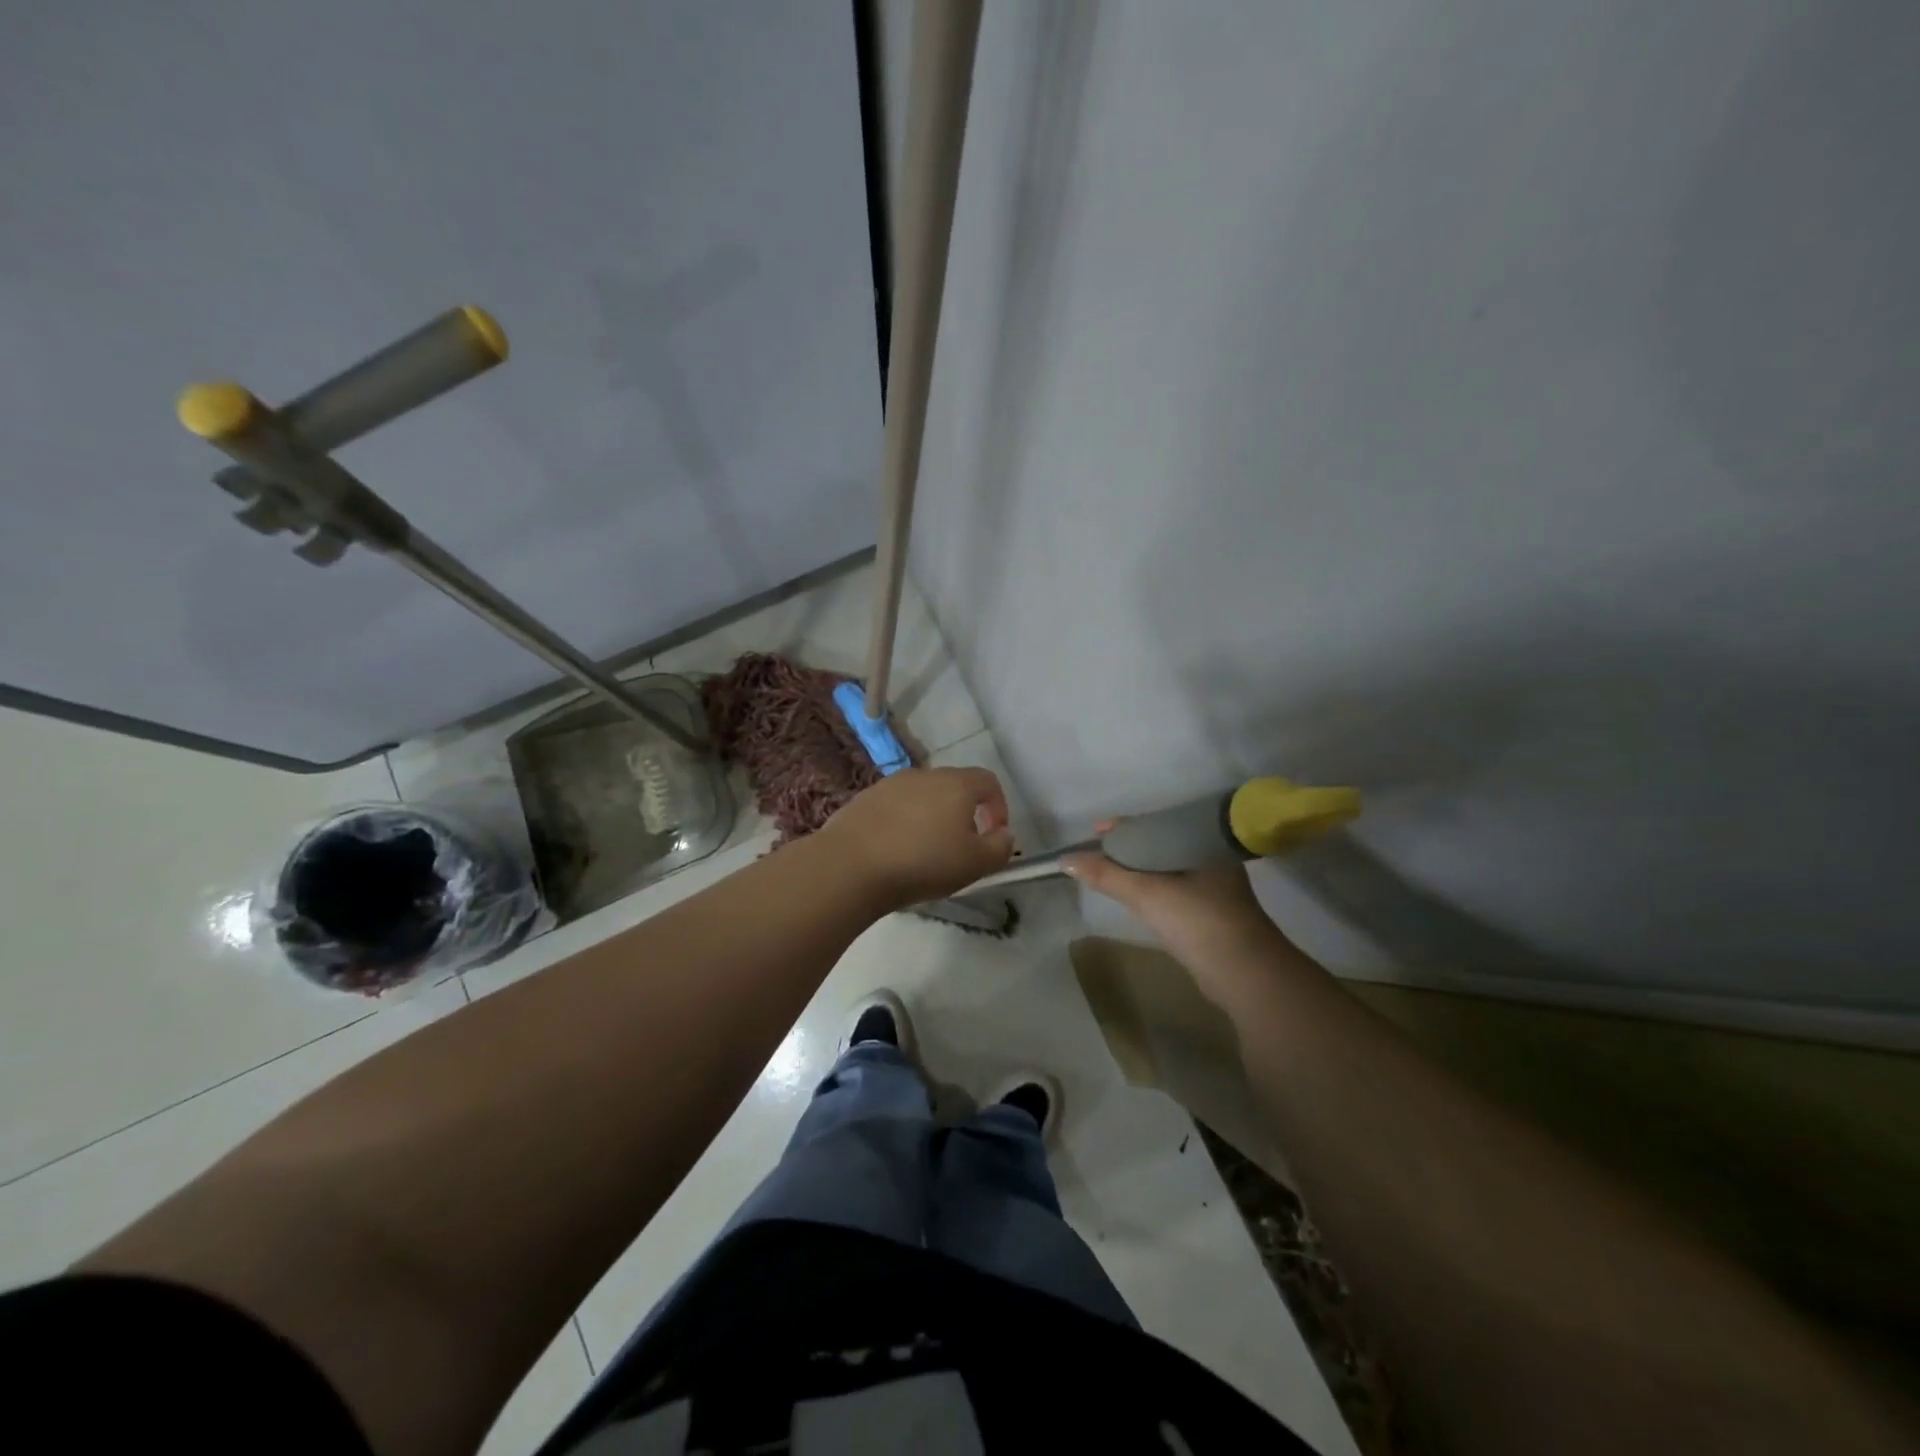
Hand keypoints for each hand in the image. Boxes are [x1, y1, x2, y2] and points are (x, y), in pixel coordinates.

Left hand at [819, 767, 1014, 909]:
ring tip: (925, 852)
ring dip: (931, 817)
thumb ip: (999, 848)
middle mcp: (924, 775)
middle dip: (964, 813)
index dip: (999, 806)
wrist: (850, 865)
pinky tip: (894, 851)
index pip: (988, 782)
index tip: (994, 835)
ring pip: (922, 796)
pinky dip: (902, 823)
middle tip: (961, 847)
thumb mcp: (974, 864)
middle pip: (954, 786)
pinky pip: (894, 807)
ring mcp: (889, 784)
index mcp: (956, 784)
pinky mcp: (863, 799)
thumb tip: (1004, 834)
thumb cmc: (922, 862)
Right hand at [1065, 819, 1277, 955]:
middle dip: (1128, 847)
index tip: (1094, 831)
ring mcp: (1214, 887)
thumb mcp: (1146, 893)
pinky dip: (1152, 888)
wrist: (1244, 973)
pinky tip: (1135, 895)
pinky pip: (1174, 889)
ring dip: (1138, 868)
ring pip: (1167, 868)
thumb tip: (1065, 860)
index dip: (1123, 827)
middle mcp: (1211, 858)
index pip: (1156, 823)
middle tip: (1096, 852)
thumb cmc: (1197, 921)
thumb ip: (1105, 875)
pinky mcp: (1211, 913)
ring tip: (1108, 871)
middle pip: (1160, 844)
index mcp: (1202, 842)